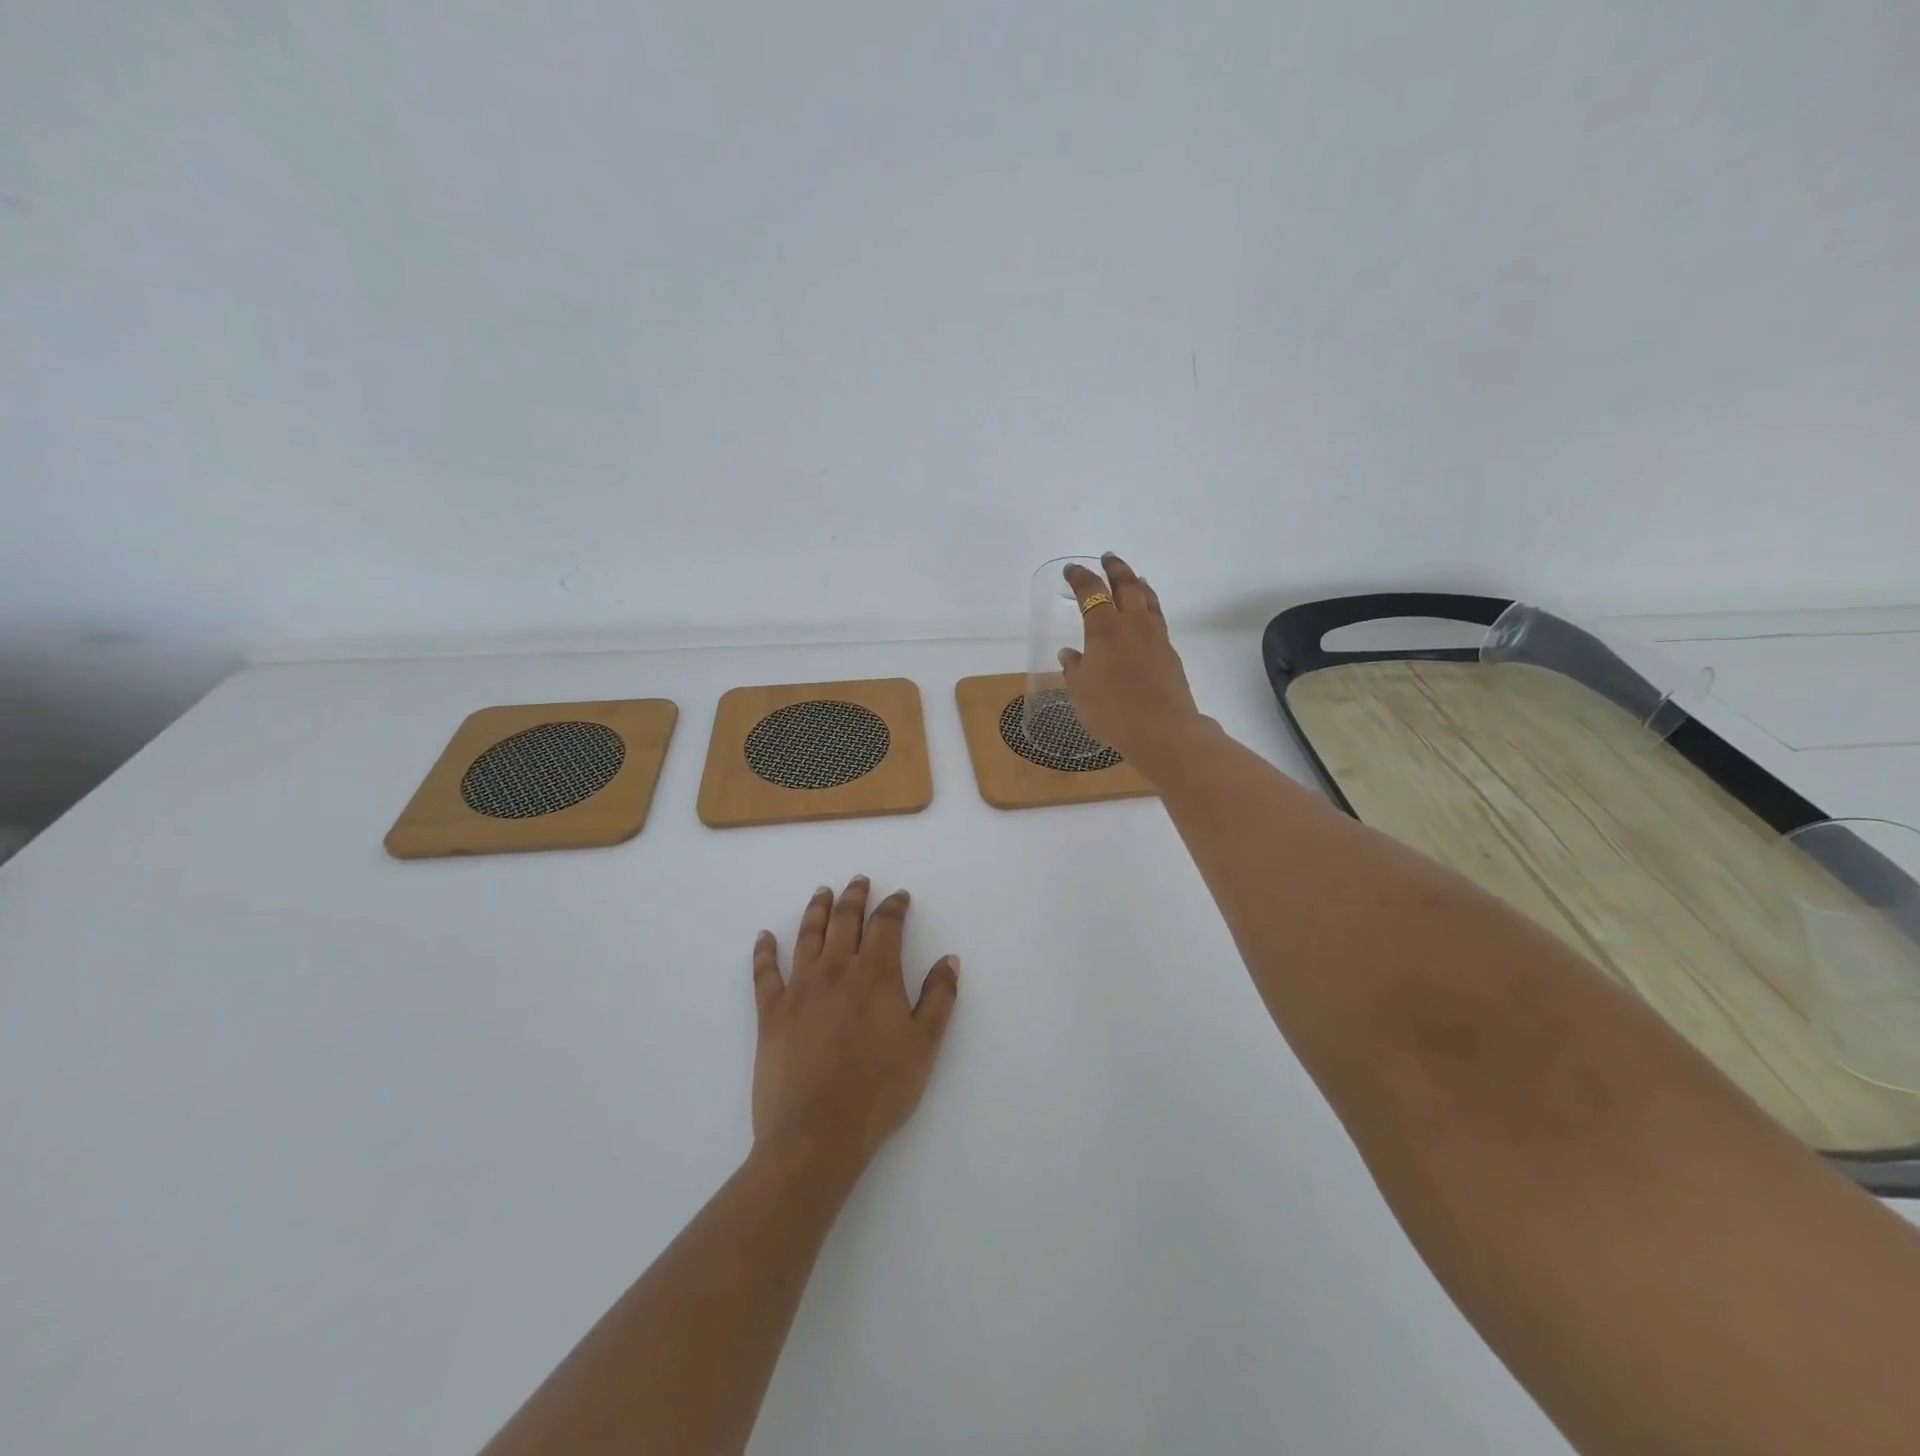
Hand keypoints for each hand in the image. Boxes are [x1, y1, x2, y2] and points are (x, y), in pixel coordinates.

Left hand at [751, 877, 959, 1168]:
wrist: (816, 1134)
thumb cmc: (879, 1091)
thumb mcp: (924, 1046)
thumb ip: (939, 998)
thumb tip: (949, 959)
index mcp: (875, 975)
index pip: (886, 925)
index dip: (894, 906)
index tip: (900, 897)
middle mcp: (835, 970)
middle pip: (845, 921)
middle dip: (855, 897)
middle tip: (859, 881)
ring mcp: (799, 989)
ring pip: (808, 936)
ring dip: (816, 910)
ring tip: (822, 892)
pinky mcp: (770, 1013)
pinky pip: (765, 972)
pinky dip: (764, 951)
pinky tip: (764, 937)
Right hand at [1059, 552, 1206, 778]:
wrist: (1163, 730)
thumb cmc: (1112, 712)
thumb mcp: (1080, 693)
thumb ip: (1074, 669)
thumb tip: (1070, 654)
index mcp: (1104, 630)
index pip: (1090, 592)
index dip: (1080, 578)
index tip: (1071, 570)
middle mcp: (1131, 625)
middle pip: (1126, 585)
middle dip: (1115, 568)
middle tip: (1107, 558)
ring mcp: (1155, 637)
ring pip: (1147, 598)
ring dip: (1137, 583)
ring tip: (1133, 577)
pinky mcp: (1169, 652)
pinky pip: (1158, 618)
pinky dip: (1150, 606)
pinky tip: (1146, 614)